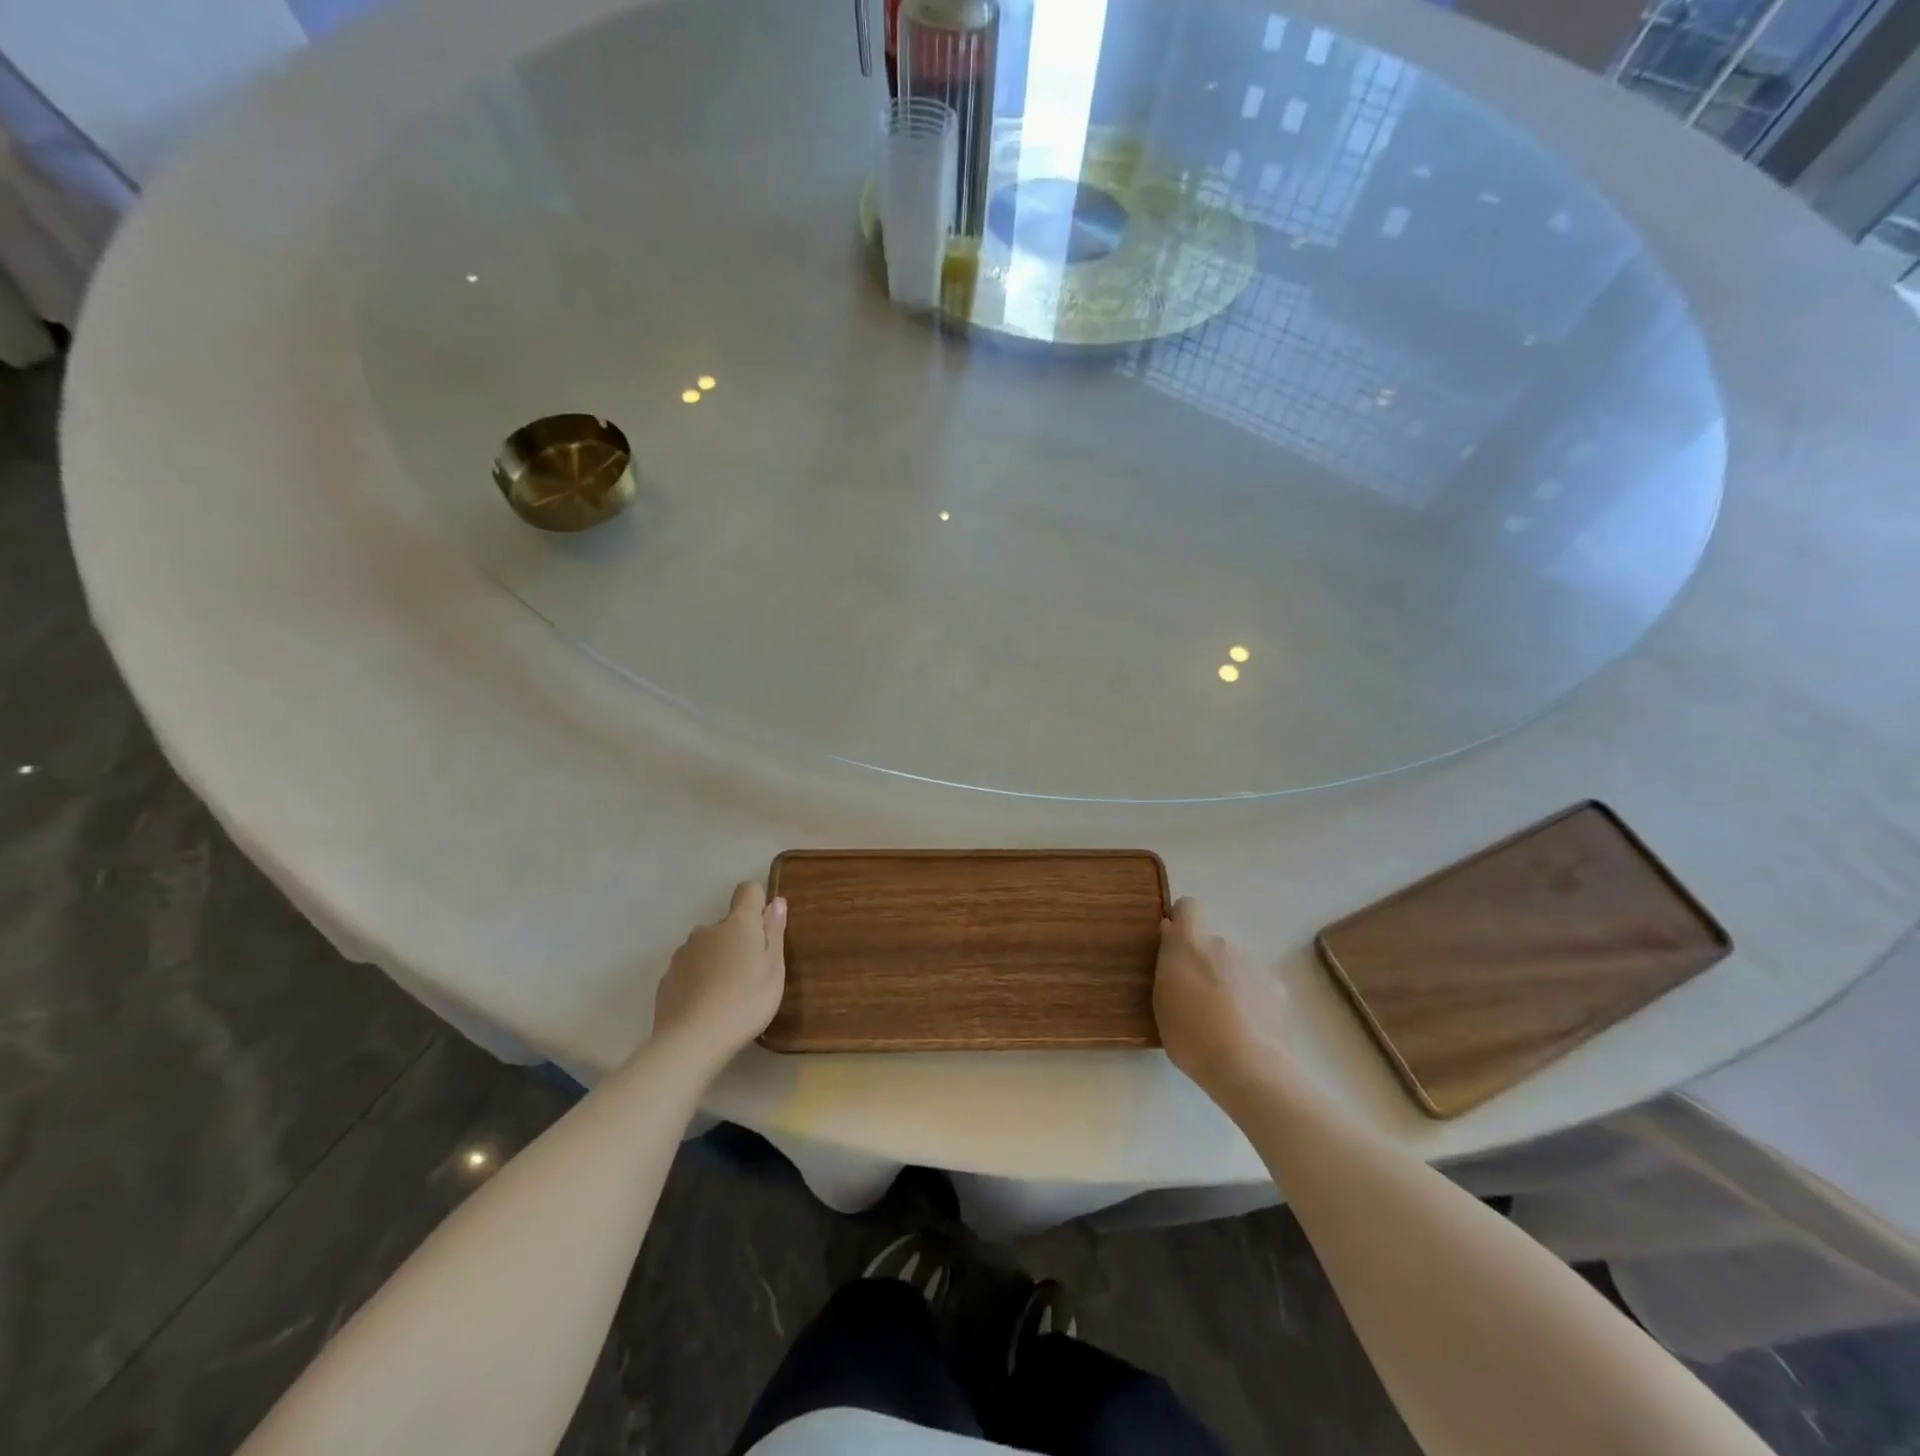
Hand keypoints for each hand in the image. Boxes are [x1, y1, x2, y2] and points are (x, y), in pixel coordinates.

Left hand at [653, 881, 786, 1068]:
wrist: (691, 1041)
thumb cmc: (745, 1002)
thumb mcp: (774, 969)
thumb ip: (774, 932)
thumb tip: (777, 901)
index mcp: (738, 923)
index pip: (748, 890)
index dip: (757, 903)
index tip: (764, 928)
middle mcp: (707, 929)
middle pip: (727, 924)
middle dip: (738, 940)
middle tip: (750, 974)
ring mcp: (683, 953)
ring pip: (706, 947)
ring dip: (717, 960)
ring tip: (726, 995)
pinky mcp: (666, 978)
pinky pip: (689, 969)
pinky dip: (698, 980)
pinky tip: (705, 1007)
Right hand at [1153, 897, 1290, 1097]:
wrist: (1249, 1069)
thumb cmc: (1191, 1036)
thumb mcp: (1162, 1000)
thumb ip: (1167, 961)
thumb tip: (1171, 932)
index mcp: (1189, 944)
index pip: (1188, 907)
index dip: (1182, 920)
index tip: (1175, 944)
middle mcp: (1222, 944)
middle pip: (1210, 943)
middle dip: (1204, 962)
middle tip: (1197, 998)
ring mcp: (1253, 964)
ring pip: (1234, 964)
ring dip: (1228, 981)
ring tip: (1225, 1020)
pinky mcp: (1277, 987)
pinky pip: (1256, 984)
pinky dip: (1251, 999)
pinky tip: (1248, 1029)